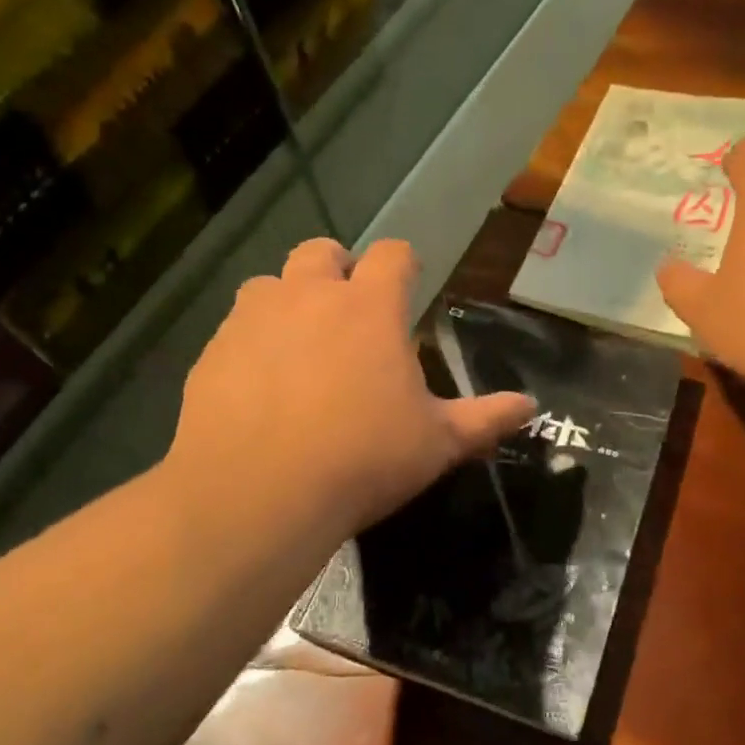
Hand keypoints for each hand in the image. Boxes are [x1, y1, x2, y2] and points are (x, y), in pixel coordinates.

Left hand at [165, 238, 534, 550]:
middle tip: (349, 315)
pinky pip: (234, 328)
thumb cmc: (362, 460)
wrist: (257, 493)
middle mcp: (309, 296)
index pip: (393, 255)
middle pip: (322, 251)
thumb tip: (531, 406)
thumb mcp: (436, 444)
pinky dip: (251, 342)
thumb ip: (485, 419)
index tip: (408, 286)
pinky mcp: (213, 350)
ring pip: (270, 283)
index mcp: (369, 308)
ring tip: (299, 347)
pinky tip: (258, 386)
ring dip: (288, 301)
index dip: (404, 265)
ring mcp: (254, 319)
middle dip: (339, 270)